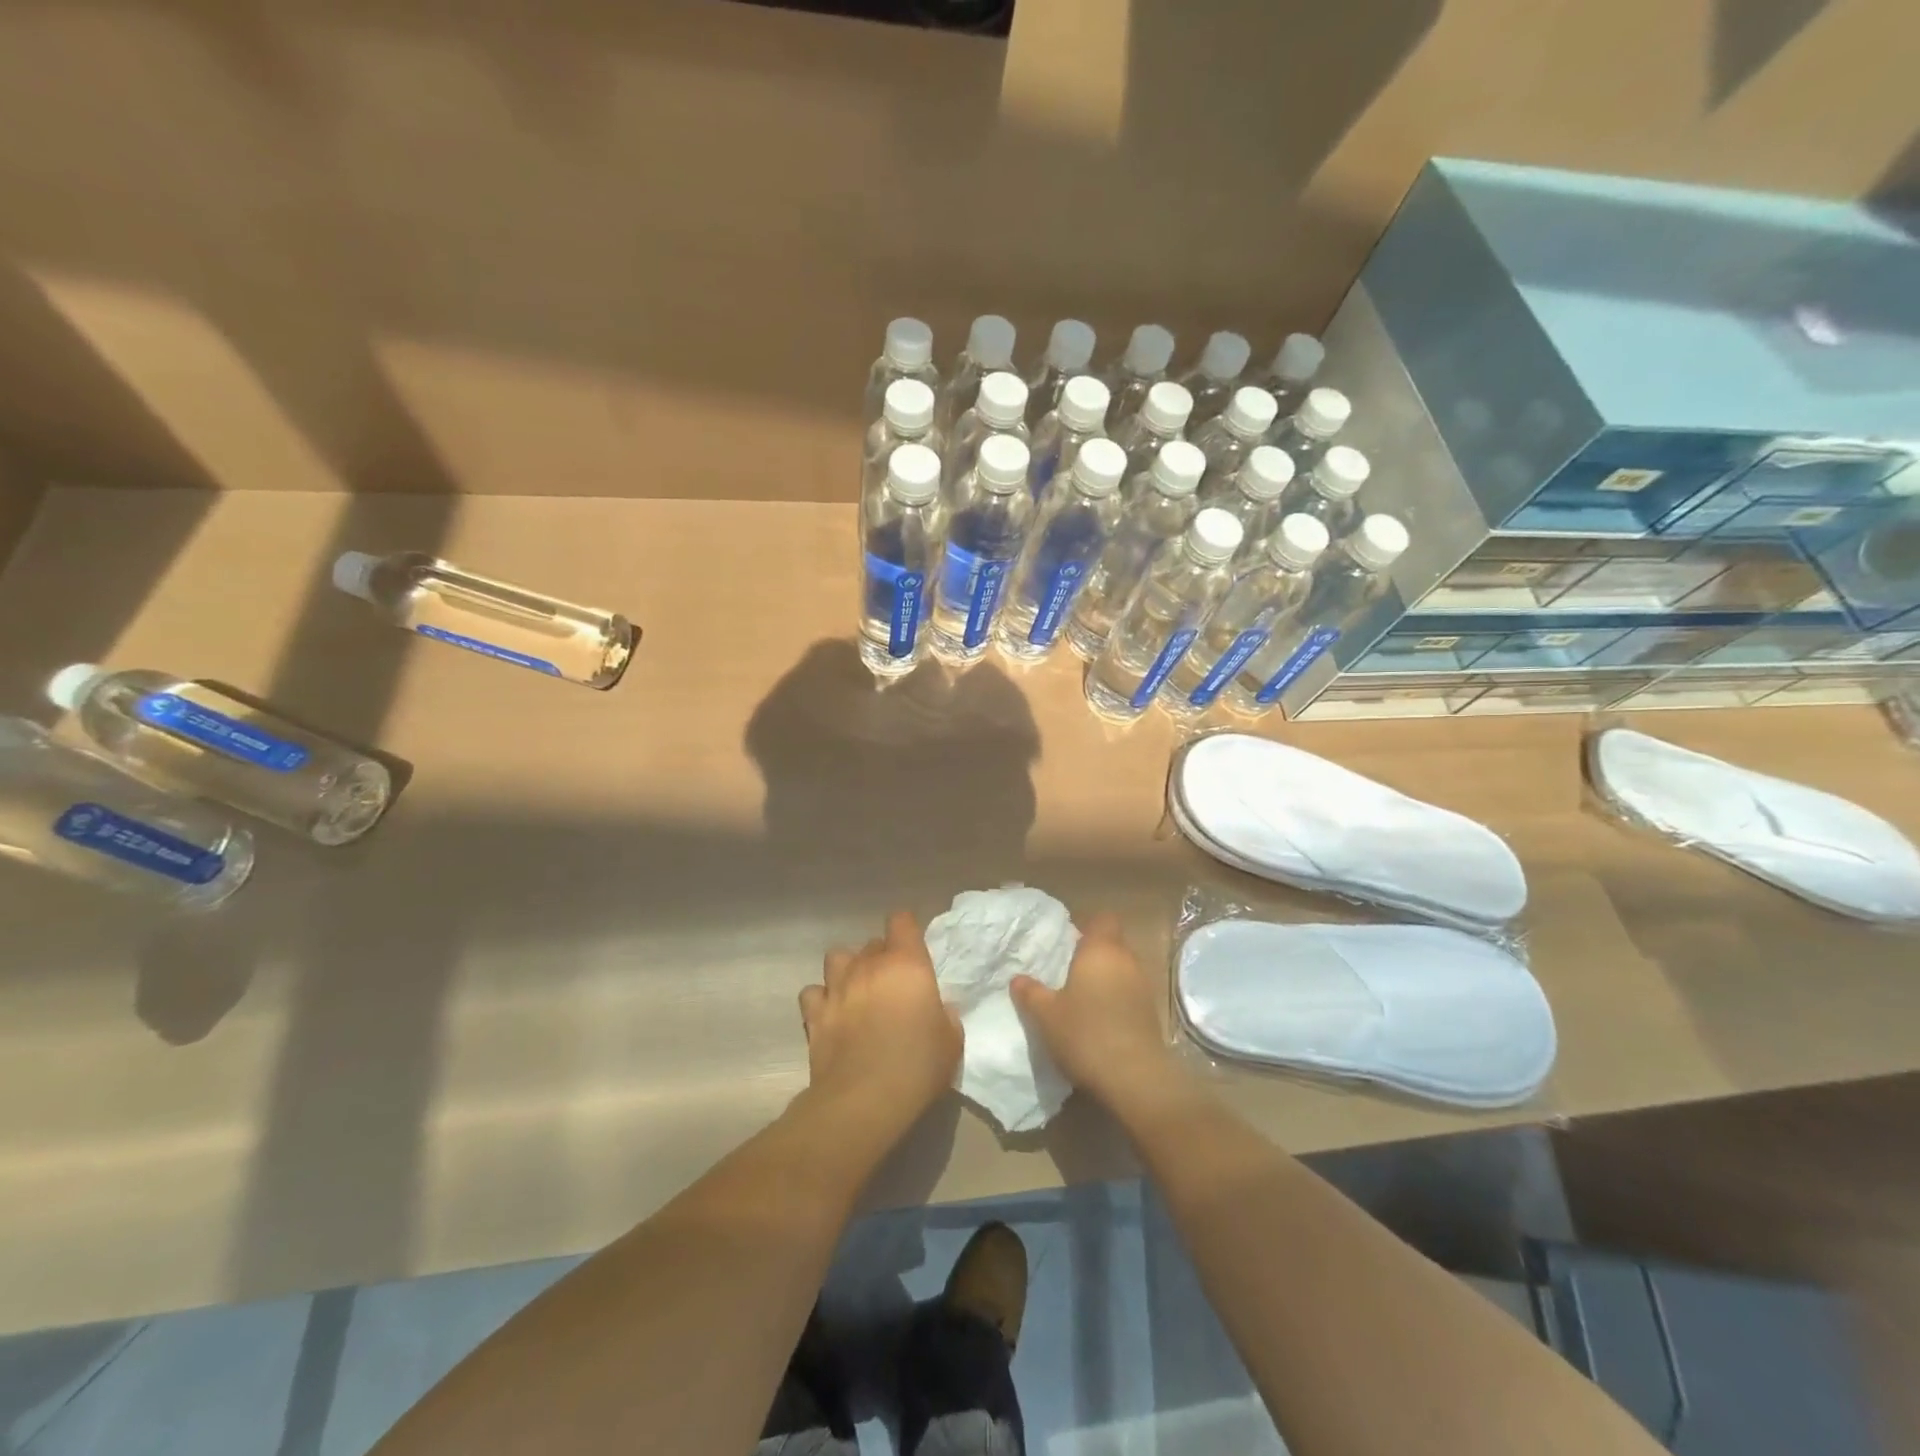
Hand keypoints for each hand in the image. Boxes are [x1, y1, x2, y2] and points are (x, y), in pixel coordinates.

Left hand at [800, 911, 962, 1130]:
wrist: (864, 1100)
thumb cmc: (917, 1066)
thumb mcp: (951, 1042)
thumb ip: (946, 1016)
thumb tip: (938, 1009)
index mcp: (906, 964)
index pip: (901, 920)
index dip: (906, 929)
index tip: (913, 949)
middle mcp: (869, 966)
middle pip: (872, 942)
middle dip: (881, 957)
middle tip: (891, 984)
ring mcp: (837, 987)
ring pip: (837, 957)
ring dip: (847, 969)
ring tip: (856, 990)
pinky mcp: (814, 1014)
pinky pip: (812, 992)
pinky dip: (821, 999)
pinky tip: (831, 1014)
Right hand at [1011, 912, 1178, 1107]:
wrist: (1134, 1078)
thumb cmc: (1085, 1033)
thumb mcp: (1045, 1015)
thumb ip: (1030, 992)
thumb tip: (1018, 978)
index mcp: (1101, 949)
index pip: (1103, 919)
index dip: (1087, 926)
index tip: (1067, 942)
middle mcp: (1126, 960)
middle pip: (1112, 945)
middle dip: (1092, 955)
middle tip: (1066, 972)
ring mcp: (1143, 987)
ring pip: (1122, 970)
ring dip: (1105, 980)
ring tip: (1081, 999)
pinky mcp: (1151, 1014)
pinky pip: (1129, 995)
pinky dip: (1116, 1001)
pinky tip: (1099, 1021)